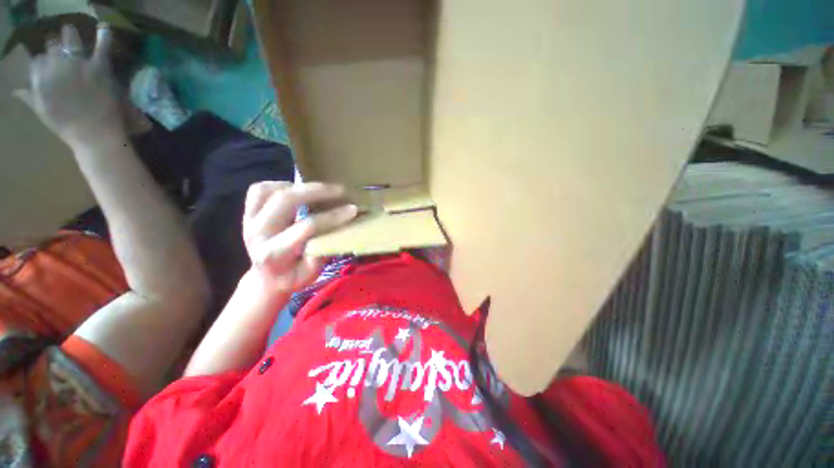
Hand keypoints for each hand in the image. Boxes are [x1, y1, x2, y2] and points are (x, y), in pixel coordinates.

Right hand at [18, 24, 122, 146]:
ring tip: (69, 30)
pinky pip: (102, 47)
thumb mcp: (42, 111)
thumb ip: (29, 96)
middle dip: (55, 46)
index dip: (43, 60)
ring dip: (69, 35)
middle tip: (58, 46)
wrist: (94, 133)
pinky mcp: (98, 67)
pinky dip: (104, 36)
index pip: (38, 59)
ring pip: (71, 40)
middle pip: (53, 46)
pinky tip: (104, 27)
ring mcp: (78, 63)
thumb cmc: (66, 126)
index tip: (46, 61)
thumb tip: (15, 89)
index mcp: (41, 75)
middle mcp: (56, 64)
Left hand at [243, 182, 357, 294]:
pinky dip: (279, 185)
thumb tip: (340, 227)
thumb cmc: (293, 277)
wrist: (267, 279)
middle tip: (340, 190)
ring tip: (318, 190)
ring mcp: (248, 221)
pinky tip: (296, 190)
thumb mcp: (312, 273)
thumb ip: (322, 251)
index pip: (307, 226)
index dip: (332, 216)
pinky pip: (258, 190)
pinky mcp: (246, 214)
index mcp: (274, 253)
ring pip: (269, 191)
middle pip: (286, 200)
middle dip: (317, 191)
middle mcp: (257, 234)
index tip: (353, 208)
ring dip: (297, 186)